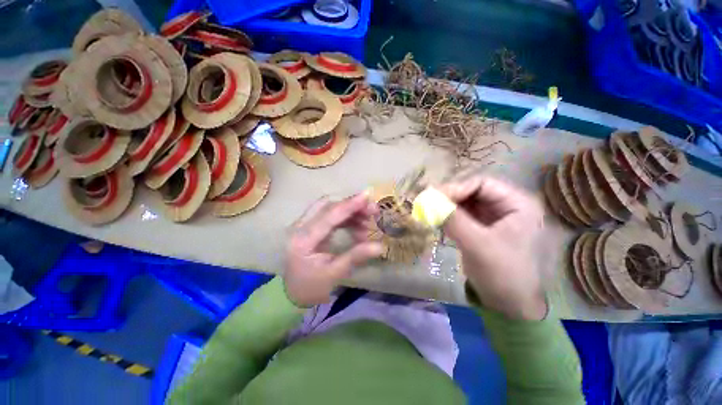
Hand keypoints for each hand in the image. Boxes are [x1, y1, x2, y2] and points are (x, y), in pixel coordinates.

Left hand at [284, 193, 383, 306]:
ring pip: (329, 208)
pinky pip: (329, 215)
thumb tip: (379, 246)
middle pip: (328, 206)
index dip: (349, 205)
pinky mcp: (309, 226)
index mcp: (303, 239)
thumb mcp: (334, 274)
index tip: (367, 196)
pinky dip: (345, 218)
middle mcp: (300, 226)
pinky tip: (357, 226)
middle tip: (372, 211)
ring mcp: (303, 225)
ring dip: (350, 212)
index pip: (329, 215)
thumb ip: (355, 257)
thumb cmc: (311, 287)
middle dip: (351, 205)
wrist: (293, 293)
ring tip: (367, 223)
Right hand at [439, 175, 546, 319]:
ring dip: (446, 206)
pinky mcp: (481, 228)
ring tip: (428, 212)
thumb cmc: (503, 273)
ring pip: (465, 203)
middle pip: (472, 191)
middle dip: (449, 197)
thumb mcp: (478, 244)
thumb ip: (453, 219)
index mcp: (517, 204)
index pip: (482, 183)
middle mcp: (506, 206)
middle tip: (427, 203)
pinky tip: (436, 220)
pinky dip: (448, 216)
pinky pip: (462, 215)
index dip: (457, 187)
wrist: (509, 305)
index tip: (434, 197)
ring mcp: (493, 217)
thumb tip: (428, 200)